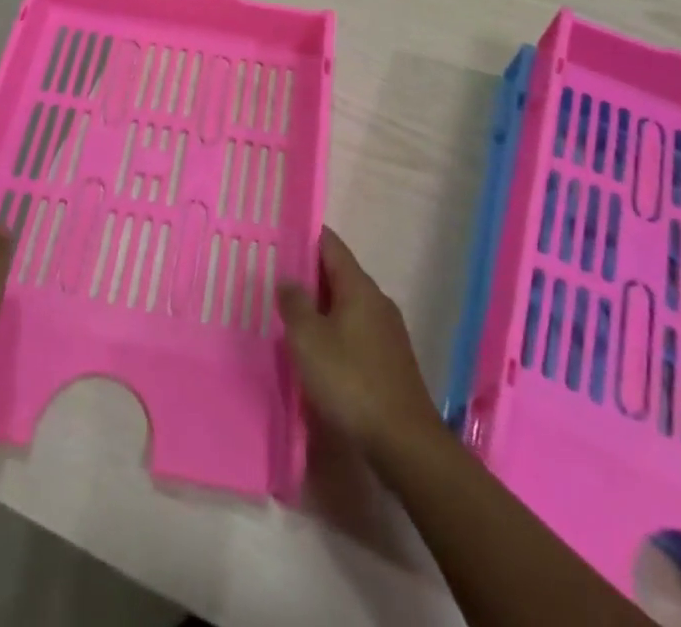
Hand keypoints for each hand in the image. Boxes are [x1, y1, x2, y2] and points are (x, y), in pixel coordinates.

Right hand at [277, 227, 442, 457]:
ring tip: (289, 314)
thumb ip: (294, 304)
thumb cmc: (351, 381)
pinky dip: (334, 330)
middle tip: (275, 277)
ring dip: (320, 306)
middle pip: (339, 274)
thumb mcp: (309, 340)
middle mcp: (377, 301)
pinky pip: (355, 331)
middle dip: (309, 273)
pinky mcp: (390, 361)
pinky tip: (317, 350)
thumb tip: (287, 279)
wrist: (405, 444)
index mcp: (359, 287)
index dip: (306, 236)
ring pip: (347, 305)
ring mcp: (387, 332)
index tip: (280, 235)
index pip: (331, 245)